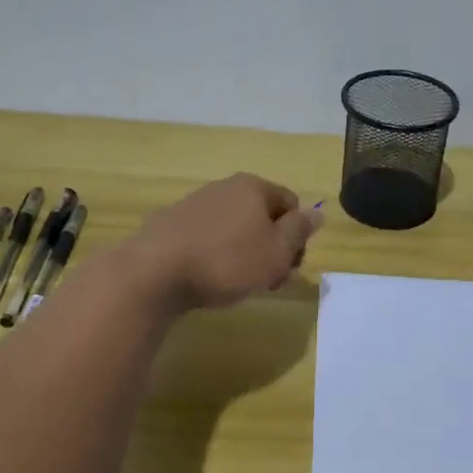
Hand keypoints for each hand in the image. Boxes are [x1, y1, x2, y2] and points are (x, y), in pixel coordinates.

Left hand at [122, 173, 321, 312]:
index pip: (291, 204)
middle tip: (269, 281)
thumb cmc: (227, 261)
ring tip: (239, 285)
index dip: (298, 237)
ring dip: (246, 255)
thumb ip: (300, 230)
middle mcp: (224, 188)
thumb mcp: (277, 251)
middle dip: (272, 248)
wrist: (155, 272)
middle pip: (263, 217)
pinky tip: (209, 279)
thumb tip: (317, 212)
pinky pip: (208, 239)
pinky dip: (217, 256)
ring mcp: (194, 205)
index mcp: (253, 187)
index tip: (289, 267)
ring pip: (235, 229)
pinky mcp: (171, 226)